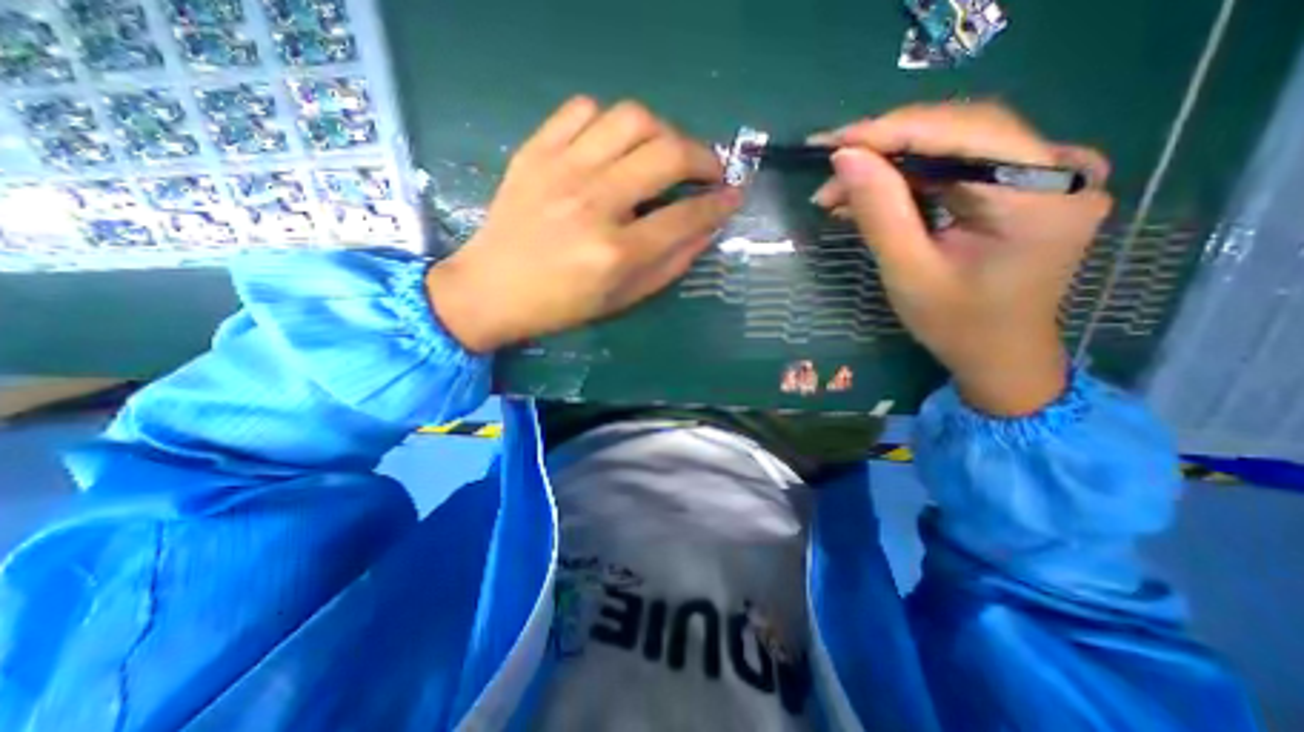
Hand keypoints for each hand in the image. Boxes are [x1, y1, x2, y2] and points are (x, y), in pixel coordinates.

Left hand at [433, 96, 743, 353]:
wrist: (492, 289)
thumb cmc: (562, 305)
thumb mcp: (623, 299)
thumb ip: (670, 264)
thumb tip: (706, 229)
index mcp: (616, 252)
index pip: (685, 215)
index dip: (719, 204)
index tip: (734, 195)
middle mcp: (594, 204)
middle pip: (667, 154)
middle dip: (704, 157)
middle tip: (709, 170)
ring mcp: (561, 171)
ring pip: (631, 119)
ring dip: (663, 130)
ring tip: (666, 152)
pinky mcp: (535, 152)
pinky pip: (583, 109)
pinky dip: (610, 121)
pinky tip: (615, 145)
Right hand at [812, 99, 1108, 413]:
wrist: (998, 353)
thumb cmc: (955, 324)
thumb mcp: (908, 272)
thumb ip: (880, 212)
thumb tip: (845, 158)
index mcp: (1041, 197)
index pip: (965, 133)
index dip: (894, 131)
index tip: (834, 143)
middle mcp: (1057, 170)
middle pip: (961, 132)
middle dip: (886, 149)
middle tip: (829, 170)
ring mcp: (1044, 174)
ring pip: (953, 146)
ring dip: (890, 165)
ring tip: (837, 191)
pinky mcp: (1021, 185)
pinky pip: (957, 166)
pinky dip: (908, 178)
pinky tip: (868, 194)